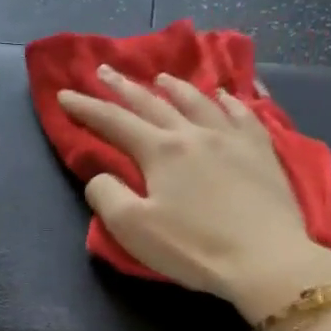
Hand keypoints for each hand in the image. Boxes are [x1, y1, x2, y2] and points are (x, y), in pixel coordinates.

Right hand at [58, 66, 330, 321]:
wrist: (266, 260)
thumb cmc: (194, 247)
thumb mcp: (133, 229)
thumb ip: (106, 195)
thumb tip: (101, 176)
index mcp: (160, 151)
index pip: (114, 122)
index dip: (86, 108)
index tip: (64, 95)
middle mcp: (194, 133)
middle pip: (152, 103)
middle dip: (123, 87)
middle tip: (104, 70)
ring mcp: (232, 138)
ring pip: (198, 101)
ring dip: (174, 88)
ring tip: (161, 78)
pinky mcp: (262, 151)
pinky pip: (242, 114)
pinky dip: (228, 100)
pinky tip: (224, 96)